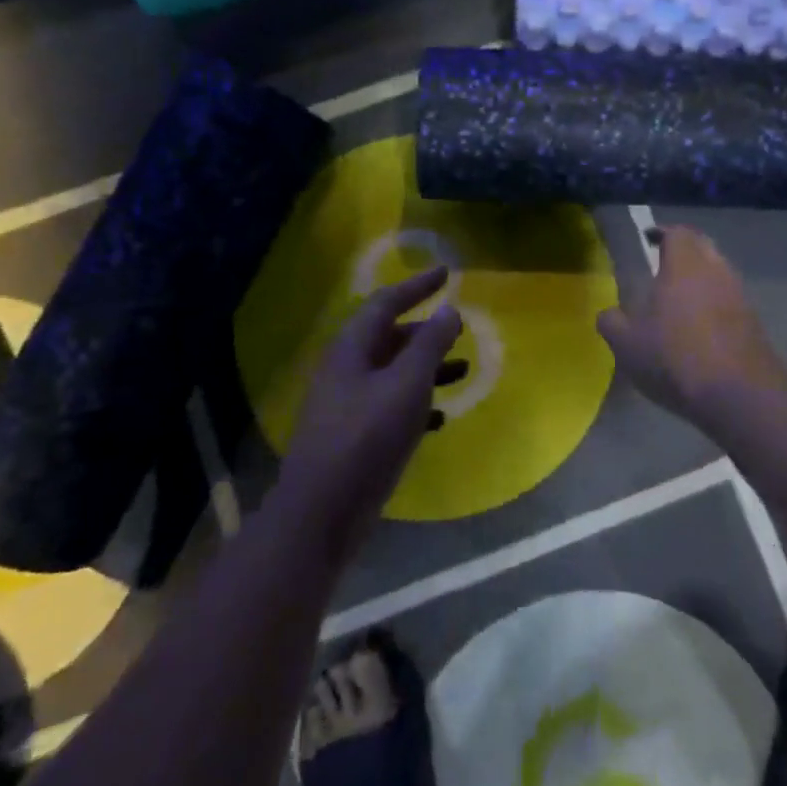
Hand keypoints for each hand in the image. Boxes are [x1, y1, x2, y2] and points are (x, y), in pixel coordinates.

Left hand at [278, 267, 463, 554]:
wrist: (322, 511)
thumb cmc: (367, 437)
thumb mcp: (406, 384)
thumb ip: (430, 345)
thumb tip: (449, 309)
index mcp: (352, 348)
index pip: (386, 302)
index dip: (416, 285)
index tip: (446, 273)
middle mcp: (346, 369)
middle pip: (389, 337)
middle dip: (426, 332)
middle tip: (460, 329)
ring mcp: (348, 404)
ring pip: (393, 373)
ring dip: (427, 369)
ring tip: (464, 371)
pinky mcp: (355, 436)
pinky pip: (391, 406)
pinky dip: (417, 404)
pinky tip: (440, 418)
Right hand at [597, 227, 786, 426]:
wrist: (740, 395)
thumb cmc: (675, 357)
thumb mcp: (627, 344)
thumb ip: (612, 322)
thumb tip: (609, 314)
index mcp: (685, 264)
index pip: (677, 232)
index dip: (662, 233)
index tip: (648, 239)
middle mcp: (717, 270)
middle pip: (702, 247)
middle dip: (683, 252)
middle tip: (661, 266)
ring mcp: (740, 296)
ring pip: (718, 274)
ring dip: (700, 279)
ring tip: (677, 300)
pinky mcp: (754, 322)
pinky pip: (729, 301)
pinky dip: (713, 305)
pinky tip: (698, 329)